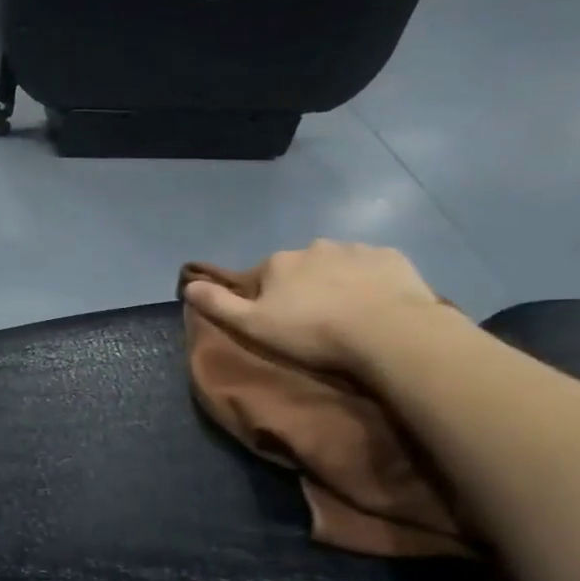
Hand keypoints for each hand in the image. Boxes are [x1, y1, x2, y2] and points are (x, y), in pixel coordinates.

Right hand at [182, 239, 448, 374]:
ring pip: (337, 265)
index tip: (278, 324)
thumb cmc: (313, 333)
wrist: (388, 333)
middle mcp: (313, 247)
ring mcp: (355, 249)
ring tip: (348, 316)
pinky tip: (377, 305)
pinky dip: (371, 282)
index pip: (262, 277)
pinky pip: (374, 267)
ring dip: (337, 283)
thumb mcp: (253, 327)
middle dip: (303, 287)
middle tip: (314, 322)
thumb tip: (188, 285)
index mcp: (278, 262)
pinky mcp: (391, 258)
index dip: (266, 300)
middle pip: (300, 268)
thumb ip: (219, 305)